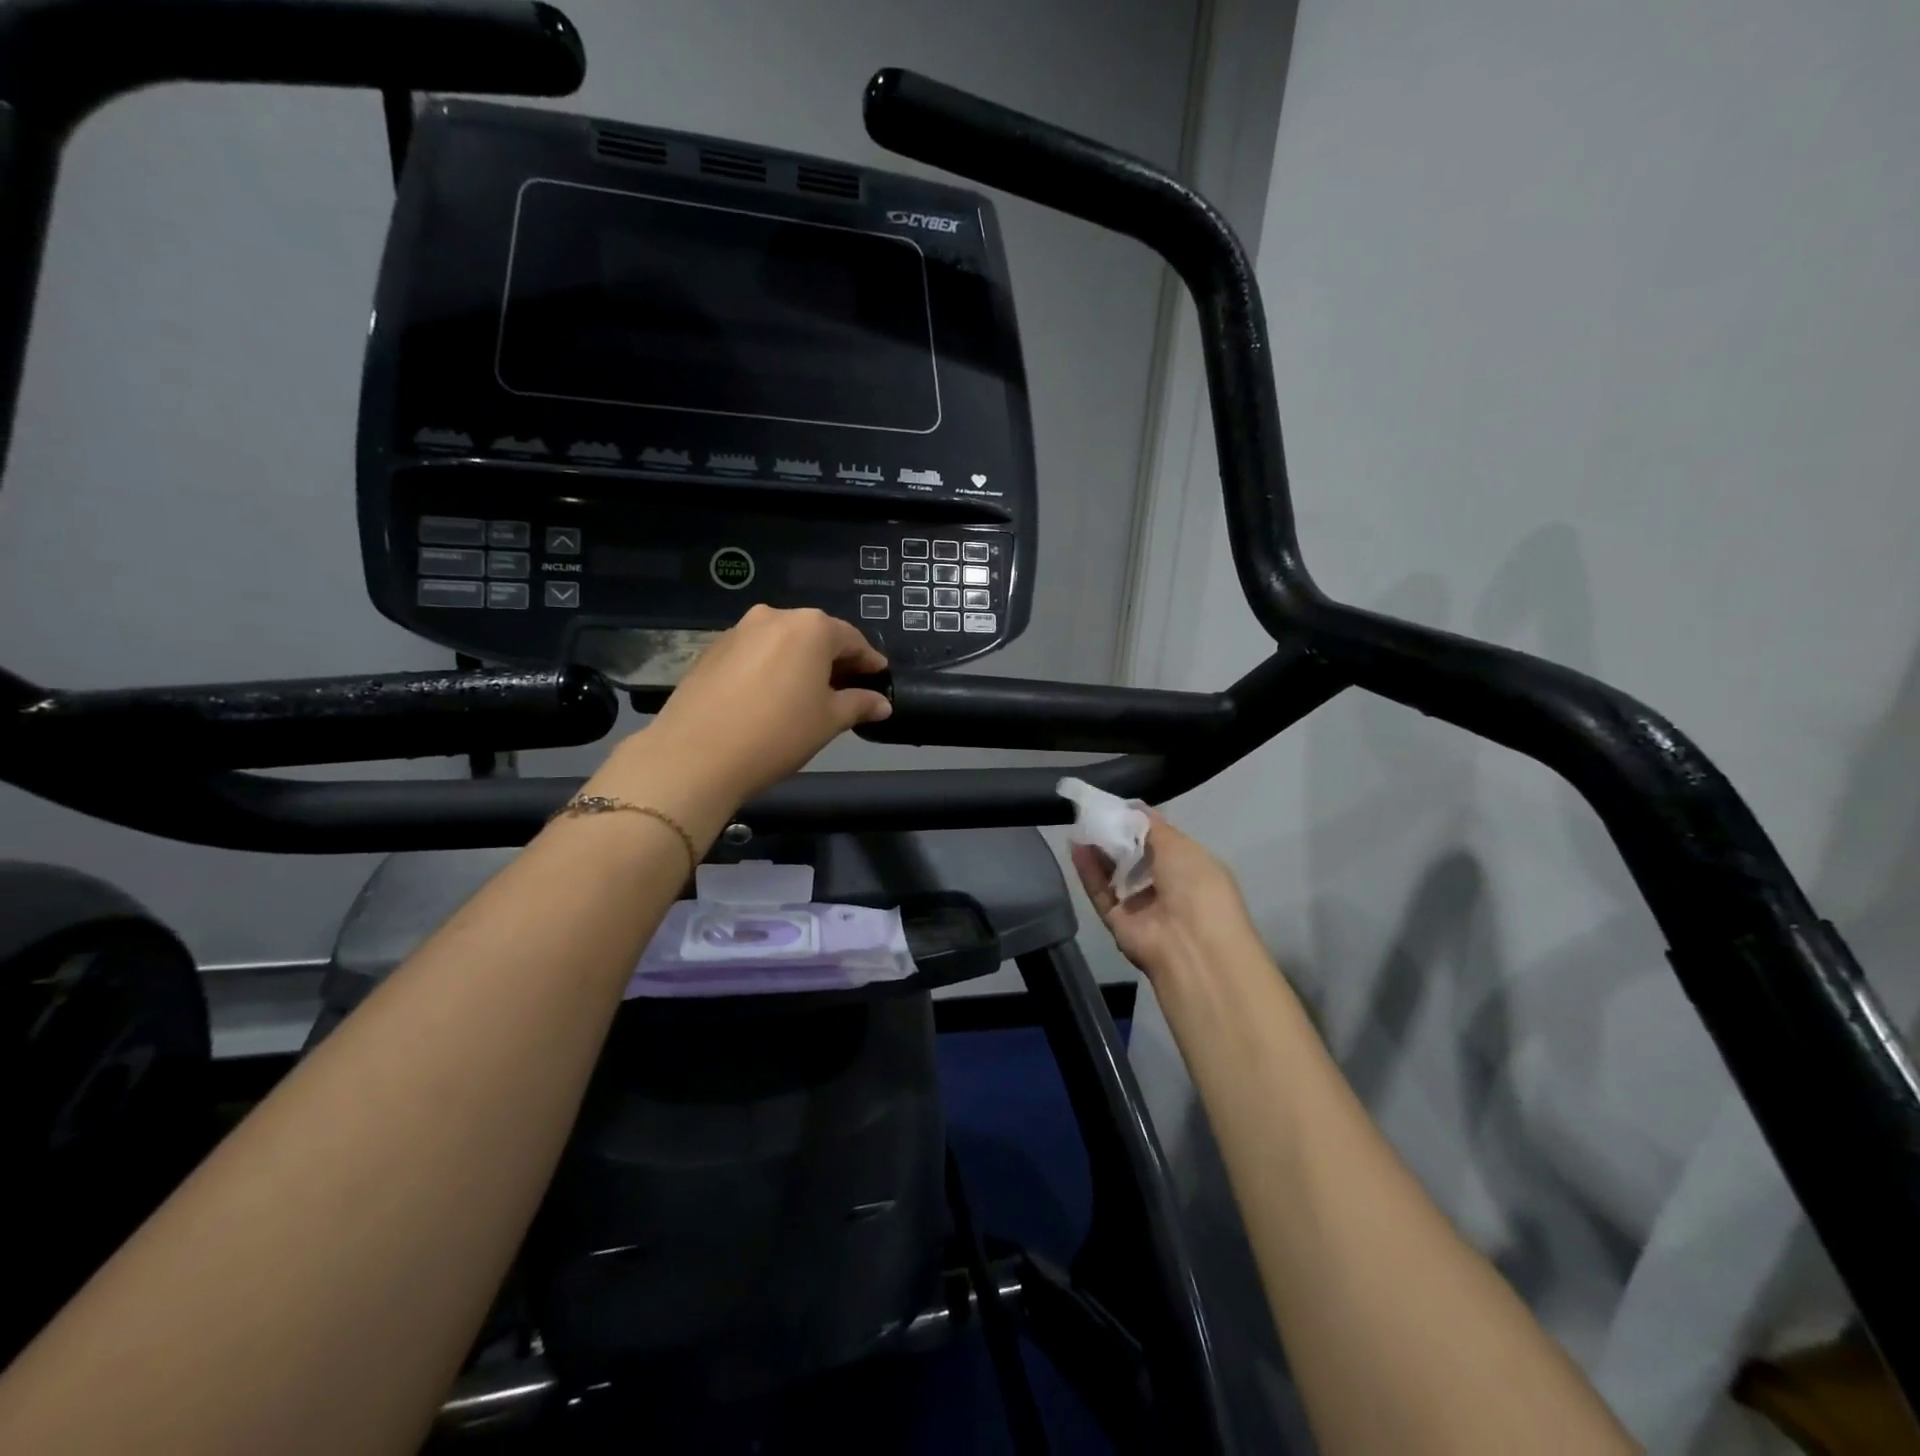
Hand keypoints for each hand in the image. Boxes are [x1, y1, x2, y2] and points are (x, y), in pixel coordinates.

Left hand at [637, 606, 890, 802]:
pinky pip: (755, 653)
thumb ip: (858, 704)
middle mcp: (775, 617)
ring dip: (800, 661)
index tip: (879, 676)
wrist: (696, 754)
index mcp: (811, 627)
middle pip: (815, 635)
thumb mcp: (828, 721)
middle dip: (833, 659)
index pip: (852, 639)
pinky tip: (771, 695)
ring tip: (808, 692)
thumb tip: (882, 703)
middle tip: (847, 686)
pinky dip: (771, 667)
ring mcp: (739, 631)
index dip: (868, 660)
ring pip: (782, 642)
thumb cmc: (778, 733)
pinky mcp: (712, 650)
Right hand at [1071, 812, 1260, 984]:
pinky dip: (1088, 870)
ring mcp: (1141, 906)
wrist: (1190, 945)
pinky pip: (1100, 892)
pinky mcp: (1118, 921)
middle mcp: (1166, 887)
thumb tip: (1133, 806)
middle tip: (1092, 811)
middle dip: (1116, 835)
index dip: (1138, 823)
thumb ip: (1151, 826)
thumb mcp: (1180, 845)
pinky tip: (1076, 847)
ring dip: (1099, 850)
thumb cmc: (1196, 886)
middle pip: (1134, 856)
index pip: (1160, 841)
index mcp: (1190, 867)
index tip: (1116, 805)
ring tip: (1080, 824)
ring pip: (1115, 874)